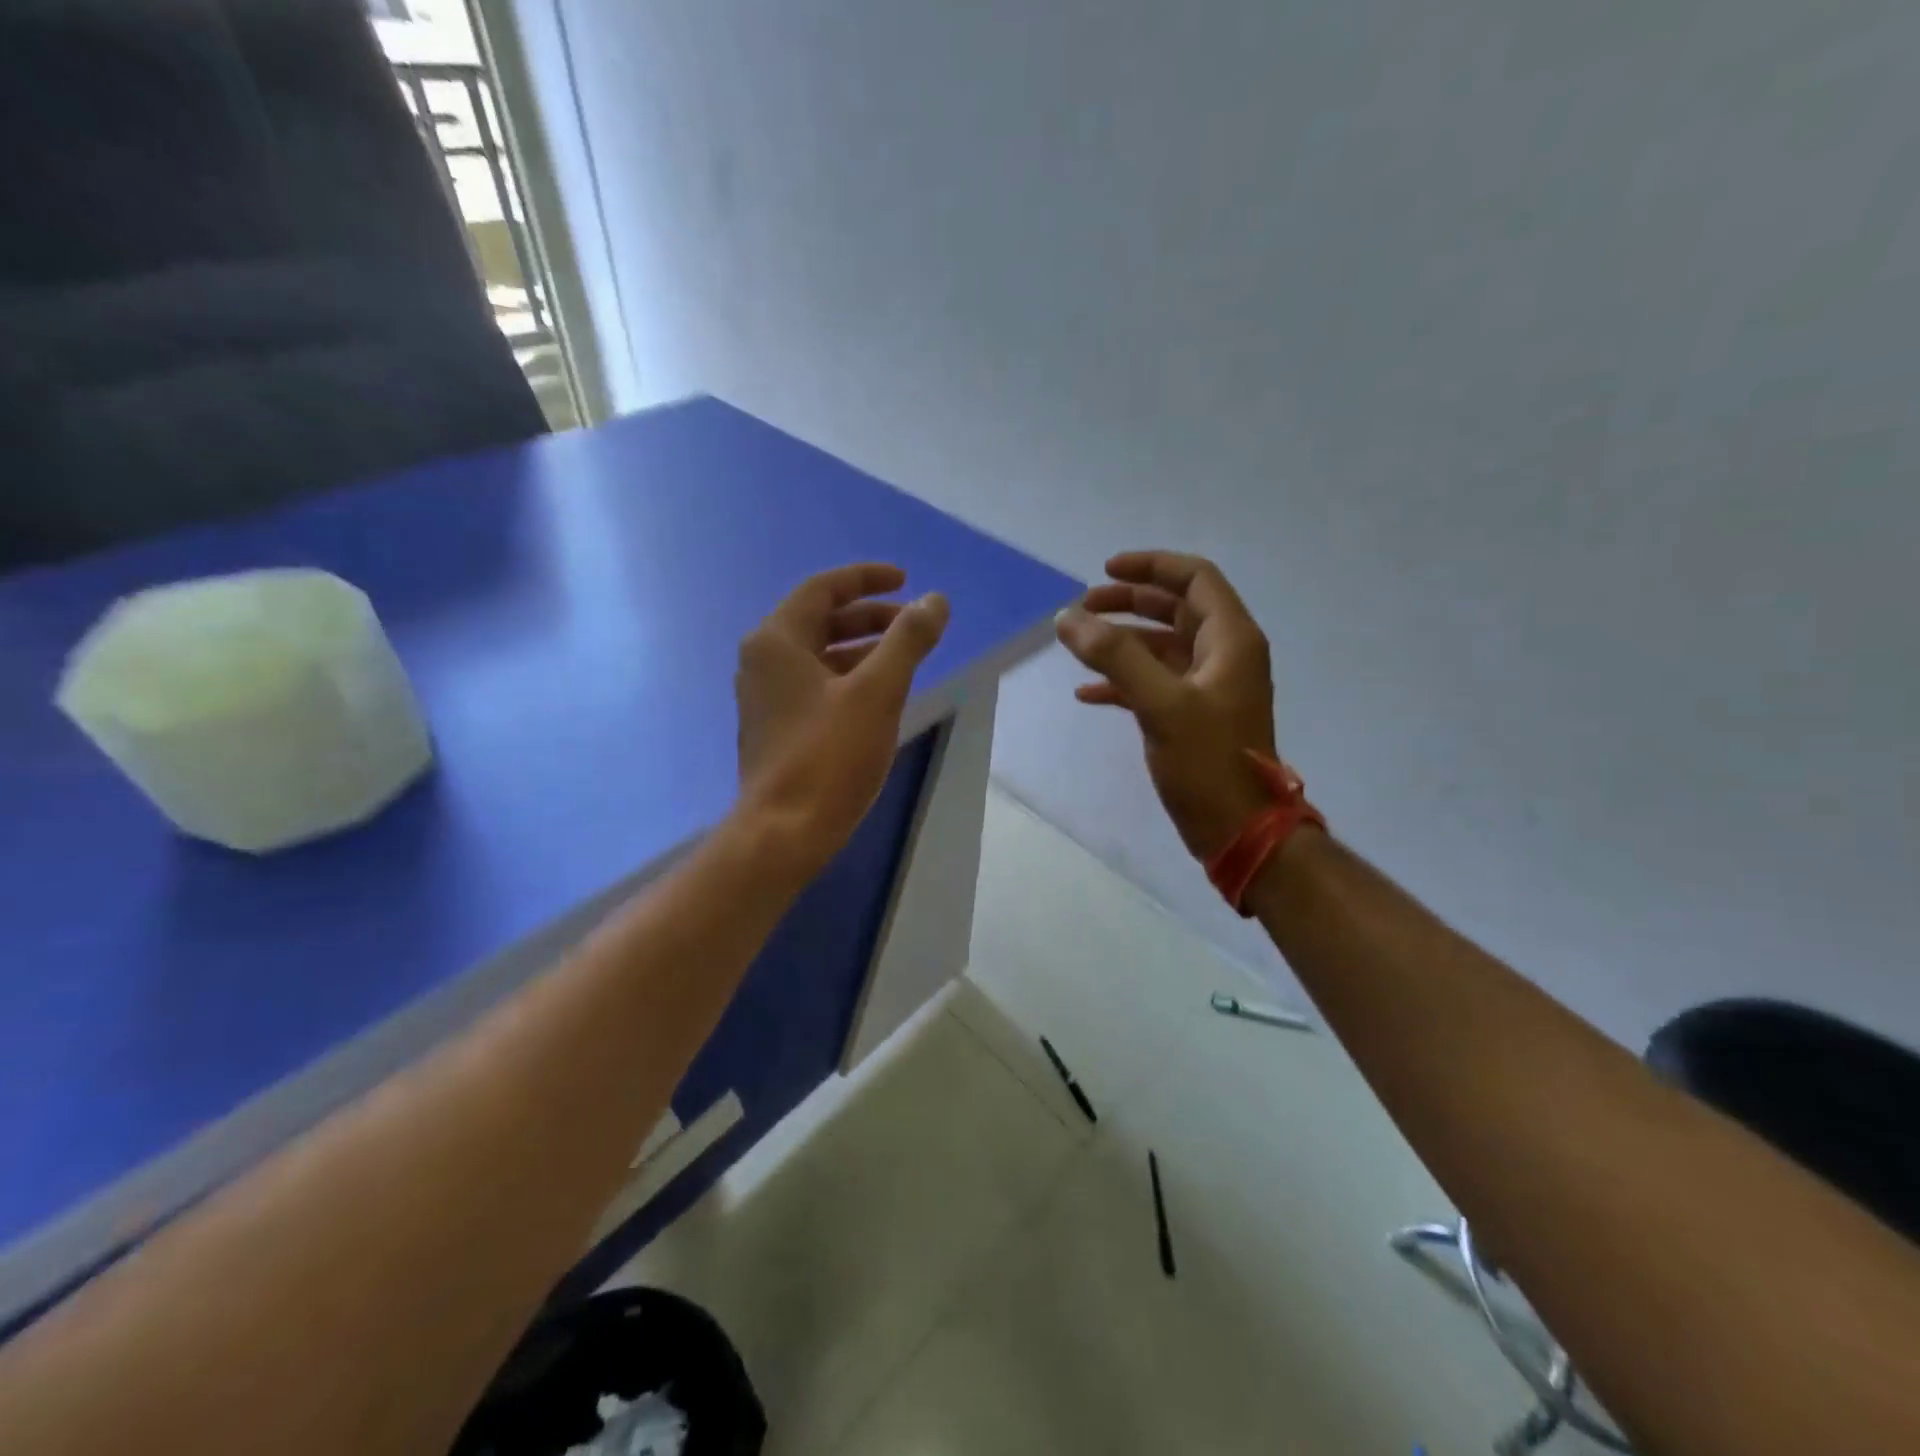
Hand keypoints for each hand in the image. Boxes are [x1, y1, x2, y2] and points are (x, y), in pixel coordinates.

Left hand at [736, 563, 948, 867]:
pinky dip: (849, 678)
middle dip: (870, 617)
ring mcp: (766, 696)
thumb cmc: (829, 756)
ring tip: (906, 658)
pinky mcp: (776, 727)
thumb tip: (935, 600)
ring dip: (862, 649)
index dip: (867, 579)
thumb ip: (908, 640)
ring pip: (820, 655)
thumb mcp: (878, 692)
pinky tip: (880, 696)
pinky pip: (816, 685)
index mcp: (777, 640)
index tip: (906, 581)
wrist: (784, 832)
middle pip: (821, 620)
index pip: (823, 589)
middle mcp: (763, 661)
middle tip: (914, 624)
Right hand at [1056, 551, 1278, 859]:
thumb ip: (1115, 656)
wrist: (1241, 830)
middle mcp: (1224, 655)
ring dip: (1121, 642)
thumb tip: (1068, 617)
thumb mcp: (1161, 704)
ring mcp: (1209, 687)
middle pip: (1175, 609)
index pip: (1194, 579)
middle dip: (1129, 602)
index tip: (1105, 571)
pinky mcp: (1193, 716)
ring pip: (1162, 647)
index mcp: (1230, 640)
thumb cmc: (1209, 763)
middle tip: (1083, 607)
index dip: (1151, 566)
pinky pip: (1155, 683)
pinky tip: (1087, 695)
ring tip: (1078, 645)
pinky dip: (1123, 681)